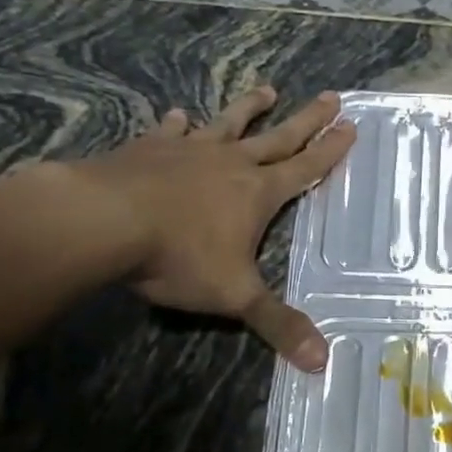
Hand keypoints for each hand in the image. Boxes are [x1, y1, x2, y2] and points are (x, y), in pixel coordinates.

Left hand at [63, 85, 354, 369]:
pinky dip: (177, 123)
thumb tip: (322, 362)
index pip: (305, 167)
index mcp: (258, 192)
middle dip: (307, 118)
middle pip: (278, 136)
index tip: (350, 125)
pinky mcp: (147, 149)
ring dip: (249, 108)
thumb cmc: (177, 256)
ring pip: (228, 124)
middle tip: (330, 95)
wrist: (101, 220)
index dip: (330, 150)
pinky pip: (169, 131)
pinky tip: (177, 115)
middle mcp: (230, 163)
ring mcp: (188, 151)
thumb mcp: (235, 295)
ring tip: (266, 89)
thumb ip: (278, 324)